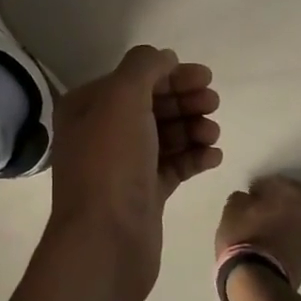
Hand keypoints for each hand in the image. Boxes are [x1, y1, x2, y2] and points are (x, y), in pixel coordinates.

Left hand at [48, 46, 221, 300]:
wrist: (104, 242)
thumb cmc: (110, 162)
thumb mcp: (122, 98)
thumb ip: (144, 67)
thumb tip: (165, 58)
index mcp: (88, 106)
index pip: (133, 78)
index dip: (169, 74)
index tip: (205, 77)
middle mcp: (101, 132)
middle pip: (151, 105)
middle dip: (184, 99)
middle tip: (212, 103)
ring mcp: (123, 165)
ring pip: (164, 135)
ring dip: (192, 127)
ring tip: (212, 132)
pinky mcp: (143, 194)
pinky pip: (173, 166)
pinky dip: (193, 157)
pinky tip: (213, 155)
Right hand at [214, 175, 300, 284]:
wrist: (259, 282)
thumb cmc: (245, 236)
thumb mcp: (233, 208)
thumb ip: (245, 197)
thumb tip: (251, 199)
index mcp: (293, 192)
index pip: (277, 181)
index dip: (262, 187)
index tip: (251, 195)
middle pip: (294, 202)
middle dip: (280, 204)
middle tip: (261, 211)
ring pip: (299, 223)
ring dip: (287, 223)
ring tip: (268, 231)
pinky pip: (299, 242)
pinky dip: (289, 241)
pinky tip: (273, 246)